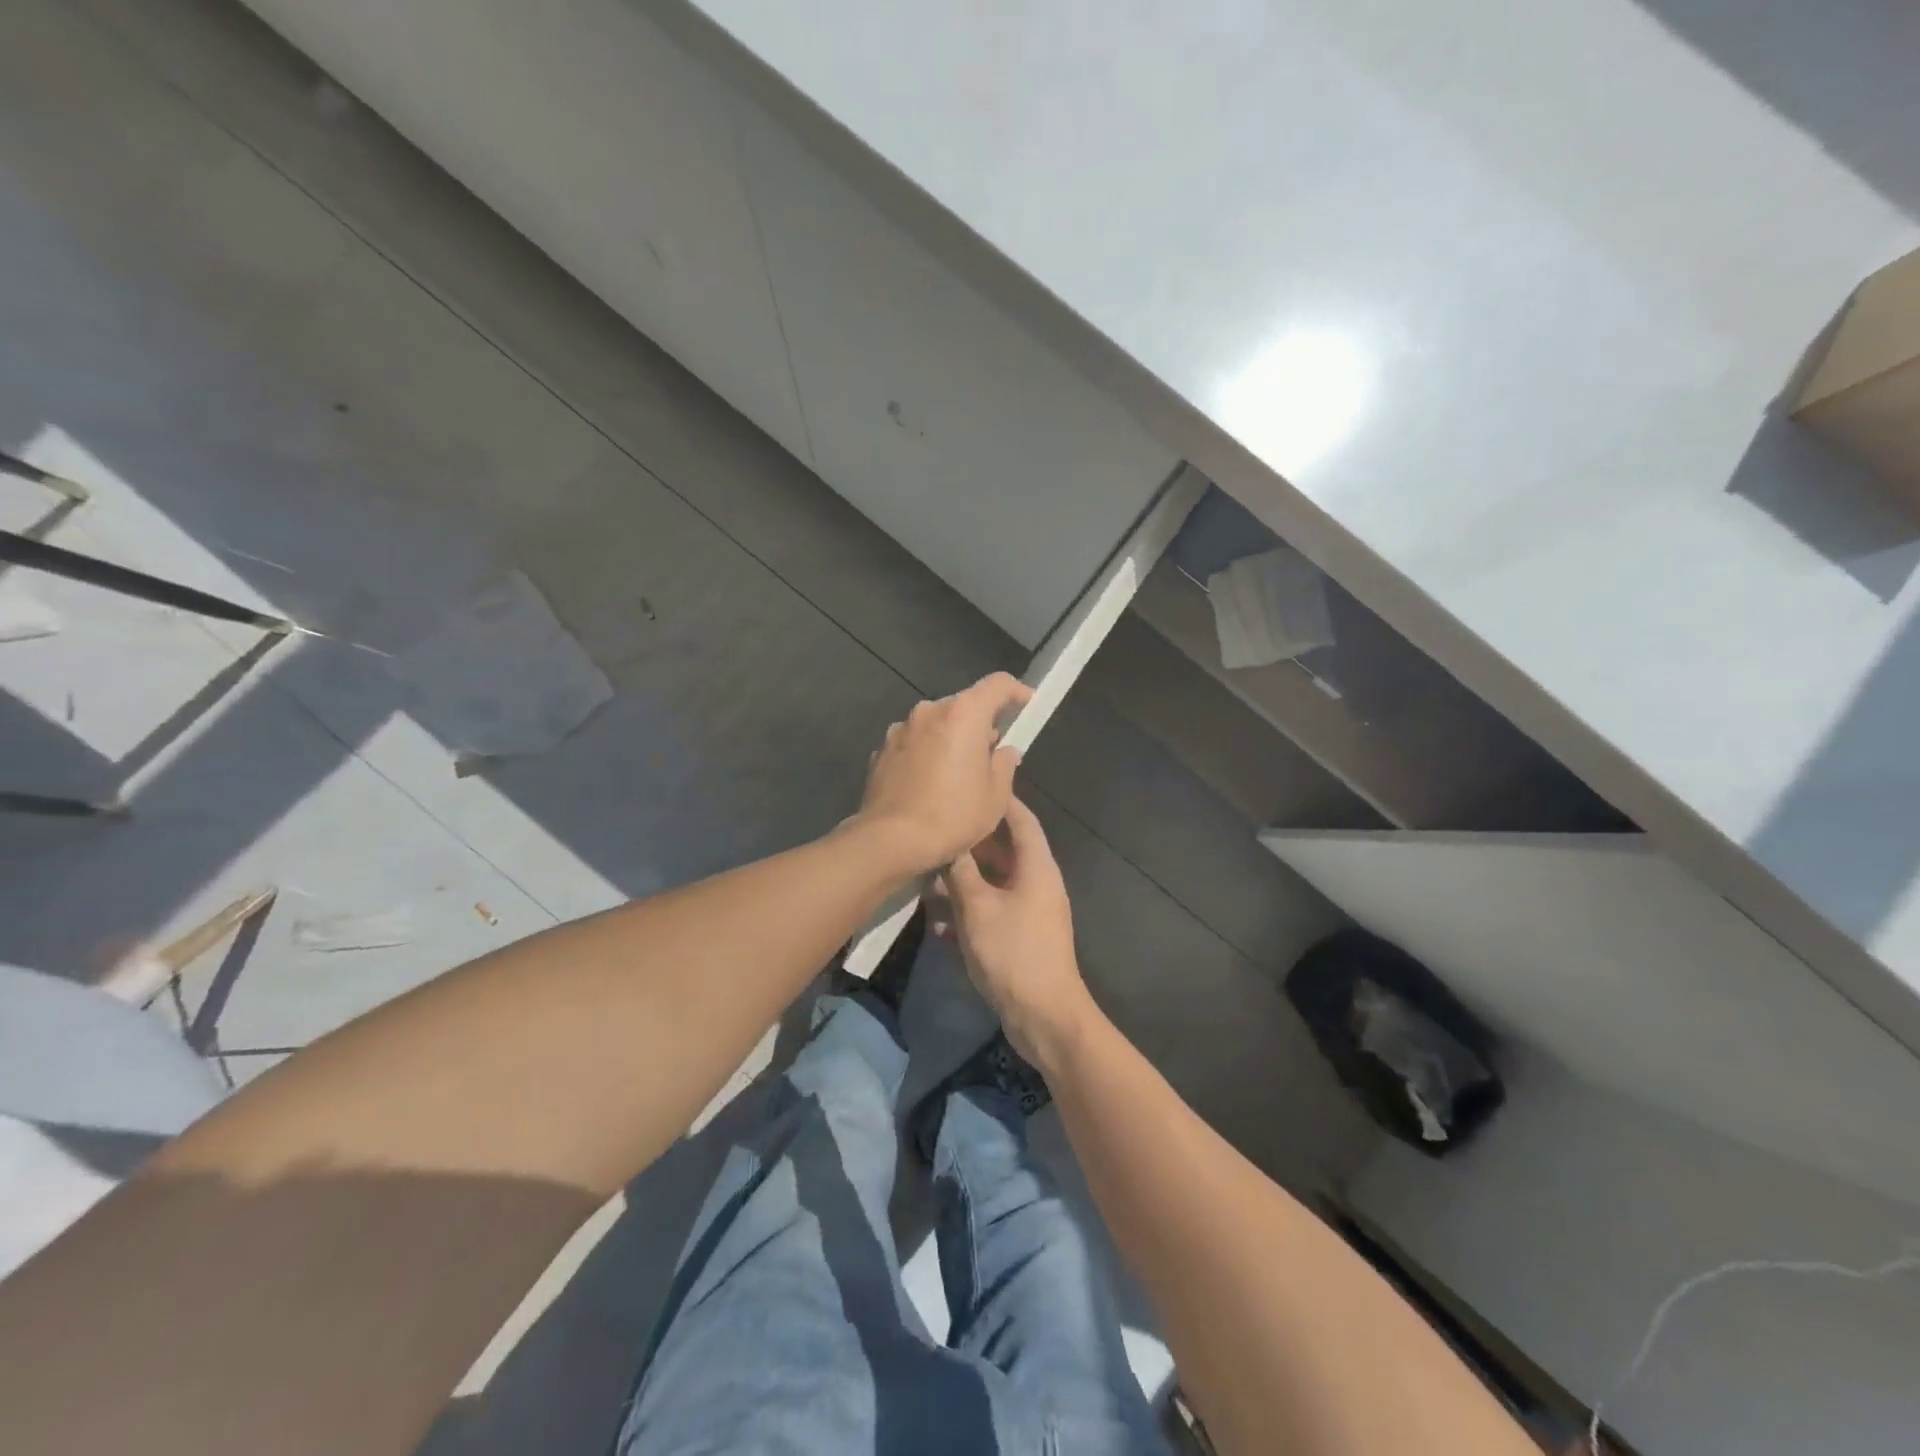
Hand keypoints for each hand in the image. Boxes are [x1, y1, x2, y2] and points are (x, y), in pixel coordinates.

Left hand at [857, 672, 1031, 873]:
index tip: (1026, 704)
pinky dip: (926, 753)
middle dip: (980, 723)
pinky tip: (929, 784)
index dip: (1016, 691)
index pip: (997, 684)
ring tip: (958, 772)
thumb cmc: (953, 816)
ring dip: (950, 738)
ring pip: (936, 724)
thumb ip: (1005, 764)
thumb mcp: (995, 796)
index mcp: (963, 714)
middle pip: (963, 705)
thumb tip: (1004, 751)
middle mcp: (929, 711)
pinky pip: (914, 743)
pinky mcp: (882, 750)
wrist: (890, 841)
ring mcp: (901, 729)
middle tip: (992, 752)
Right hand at [938, 796, 1096, 1065]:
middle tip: (935, 836)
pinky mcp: (1019, 937)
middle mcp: (1036, 883)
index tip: (970, 786)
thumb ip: (960, 873)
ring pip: (991, 884)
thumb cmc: (1014, 953)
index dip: (999, 801)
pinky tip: (937, 926)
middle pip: (1002, 852)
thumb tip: (948, 843)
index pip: (1021, 820)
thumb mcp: (978, 908)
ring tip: (926, 883)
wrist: (1044, 1016)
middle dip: (968, 847)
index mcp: (1036, 867)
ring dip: (962, 883)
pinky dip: (967, 914)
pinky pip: (990, 913)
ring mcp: (1029, 912)